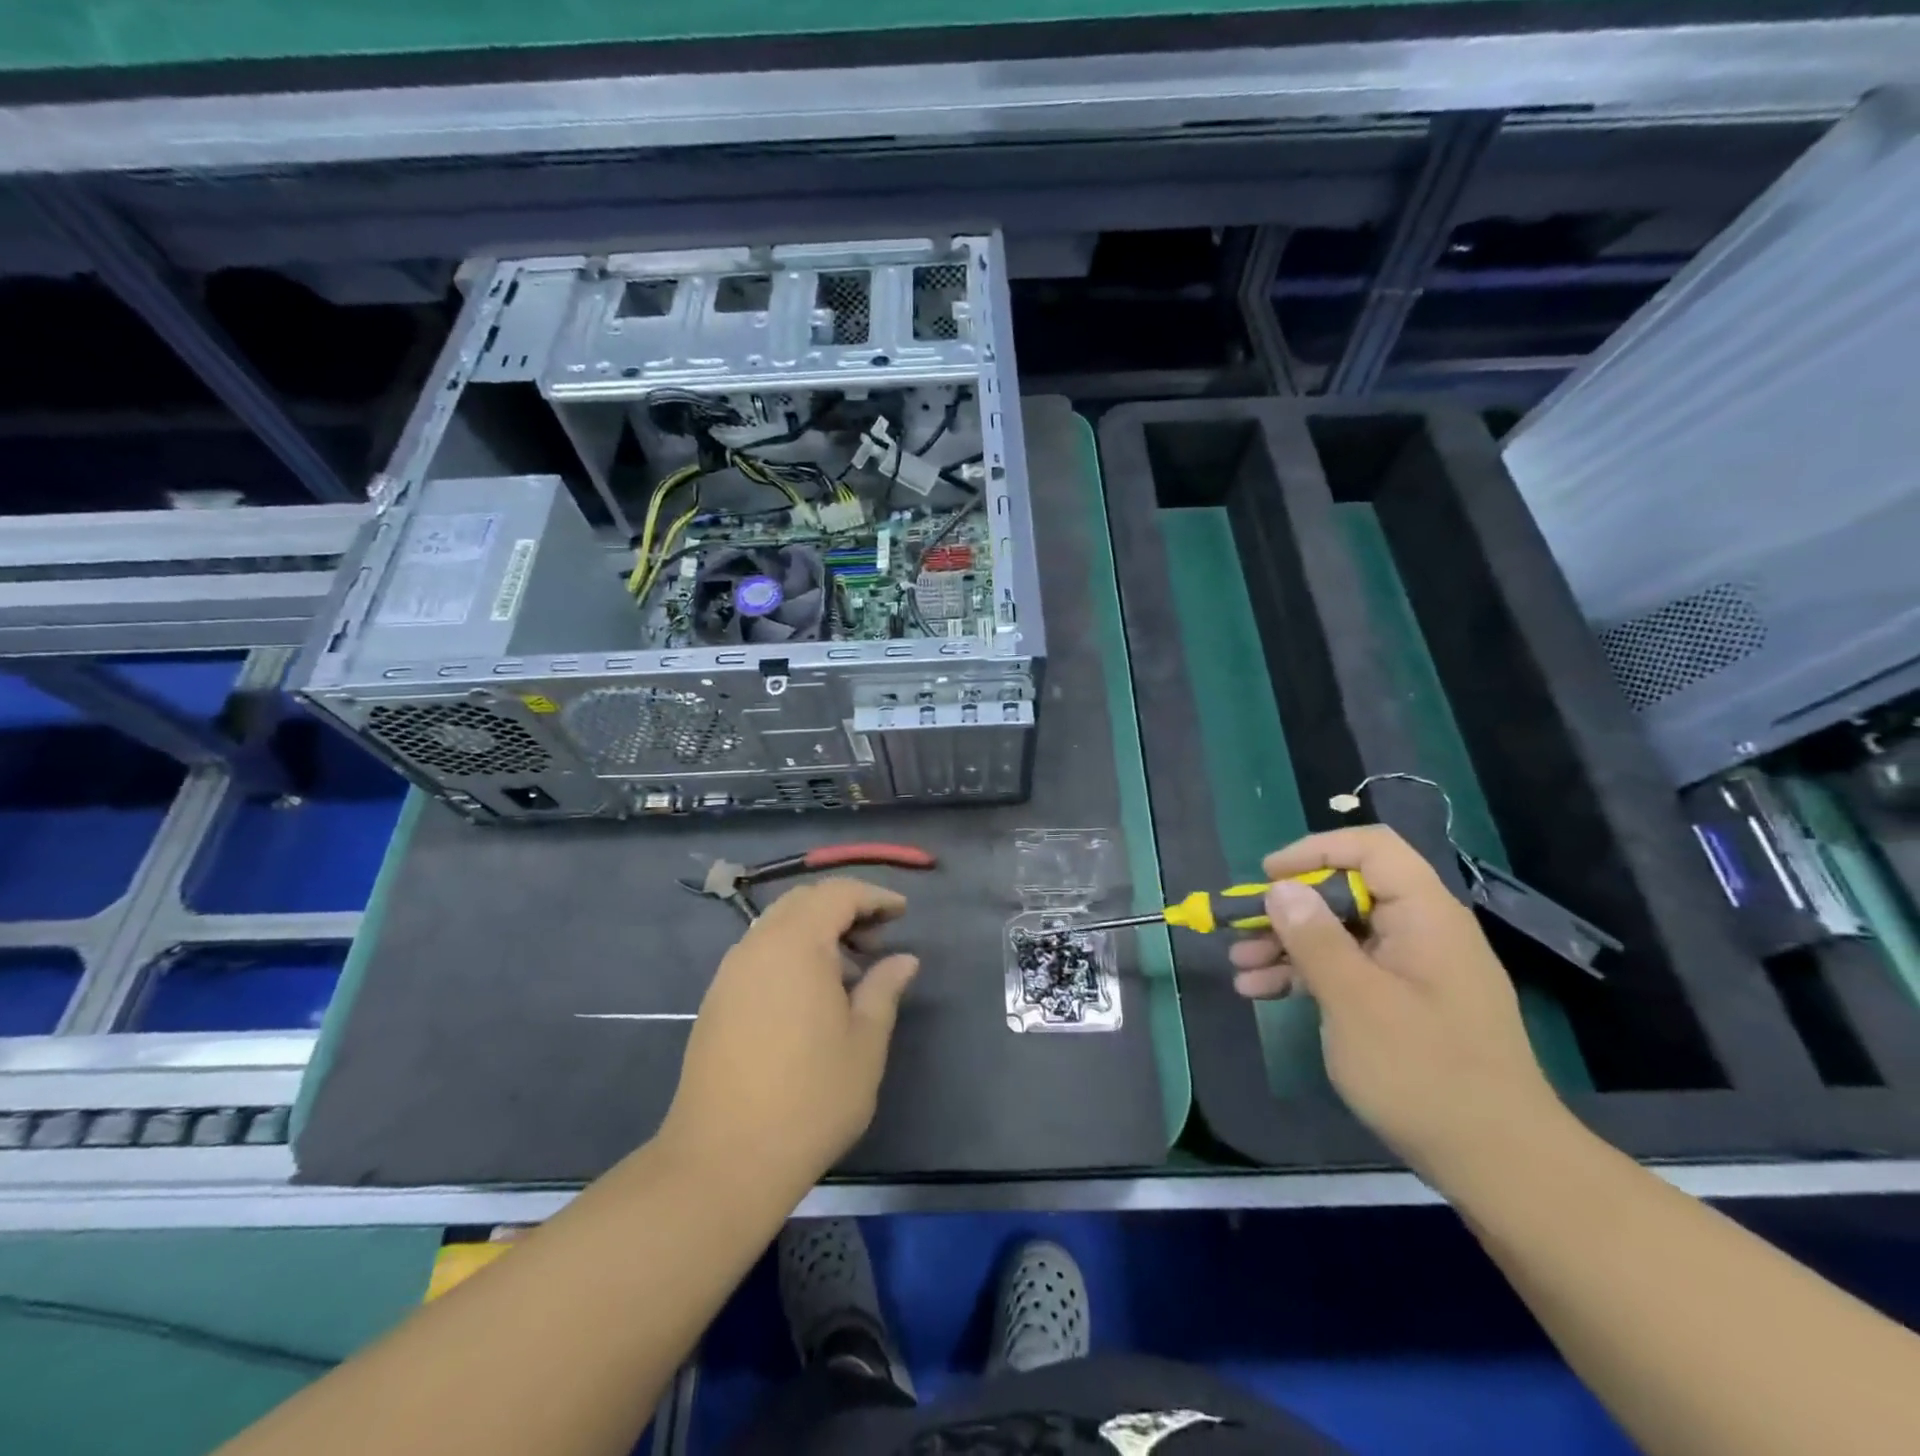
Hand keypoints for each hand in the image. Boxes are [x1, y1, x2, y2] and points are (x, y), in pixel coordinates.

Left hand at [660, 878, 918, 1190]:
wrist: (724, 1160)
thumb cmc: (810, 1098)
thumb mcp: (865, 1043)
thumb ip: (884, 989)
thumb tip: (903, 959)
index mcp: (796, 945)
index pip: (838, 894)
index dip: (874, 897)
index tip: (902, 913)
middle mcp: (757, 946)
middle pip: (804, 902)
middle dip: (844, 909)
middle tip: (878, 939)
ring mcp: (730, 973)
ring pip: (778, 926)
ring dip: (816, 931)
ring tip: (849, 970)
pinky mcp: (716, 1001)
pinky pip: (760, 953)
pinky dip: (791, 953)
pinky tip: (811, 995)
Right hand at [1228, 826, 1566, 1182]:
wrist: (1500, 1166)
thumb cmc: (1425, 1073)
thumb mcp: (1356, 1001)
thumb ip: (1315, 938)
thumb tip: (1281, 888)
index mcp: (1425, 916)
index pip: (1370, 849)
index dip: (1315, 851)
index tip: (1268, 877)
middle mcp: (1421, 932)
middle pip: (1347, 893)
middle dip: (1288, 909)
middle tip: (1240, 930)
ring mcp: (1414, 971)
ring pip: (1341, 934)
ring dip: (1287, 946)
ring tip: (1239, 966)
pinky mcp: (1404, 1005)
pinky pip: (1349, 971)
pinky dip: (1306, 976)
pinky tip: (1261, 992)